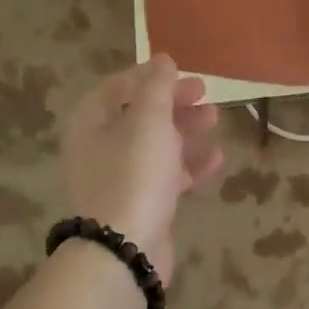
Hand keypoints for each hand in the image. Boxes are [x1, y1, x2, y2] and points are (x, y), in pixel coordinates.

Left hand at [61, 54, 222, 284]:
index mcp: (93, 121)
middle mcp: (101, 146)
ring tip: (214, 121)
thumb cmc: (134, 174)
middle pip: (140, 114)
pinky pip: (167, 175)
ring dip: (186, 130)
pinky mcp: (140, 202)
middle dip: (175, 102)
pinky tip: (216, 158)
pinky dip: (190, 164)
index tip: (184, 72)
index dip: (151, 75)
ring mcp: (120, 177)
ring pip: (156, 144)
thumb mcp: (148, 121)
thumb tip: (162, 59)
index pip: (120, 85)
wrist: (124, 248)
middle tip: (206, 95)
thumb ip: (156, 87)